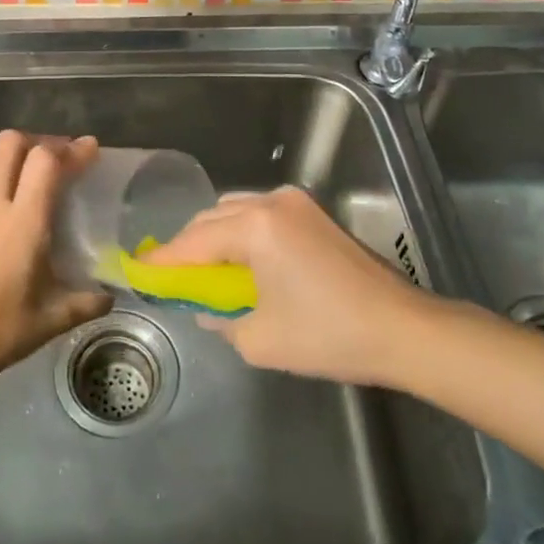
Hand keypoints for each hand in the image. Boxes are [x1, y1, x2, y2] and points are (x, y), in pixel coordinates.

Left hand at [0, 131, 112, 384]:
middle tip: (61, 159)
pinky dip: (5, 197)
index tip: (91, 149)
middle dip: (39, 140)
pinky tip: (15, 232)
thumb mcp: (49, 321)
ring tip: (43, 193)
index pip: (45, 161)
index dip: (71, 149)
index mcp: (23, 222)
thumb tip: (109, 297)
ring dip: (20, 166)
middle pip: (10, 144)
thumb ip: (84, 303)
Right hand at [147, 187, 432, 386]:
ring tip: (208, 274)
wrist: (403, 329)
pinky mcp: (314, 214)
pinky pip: (261, 216)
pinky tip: (243, 264)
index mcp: (256, 227)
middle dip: (188, 248)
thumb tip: (208, 308)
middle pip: (212, 218)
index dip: (164, 261)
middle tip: (174, 279)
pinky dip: (242, 235)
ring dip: (215, 238)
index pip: (193, 242)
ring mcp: (297, 204)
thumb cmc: (328, 335)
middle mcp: (272, 203)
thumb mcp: (260, 340)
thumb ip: (221, 319)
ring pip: (236, 212)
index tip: (139, 272)